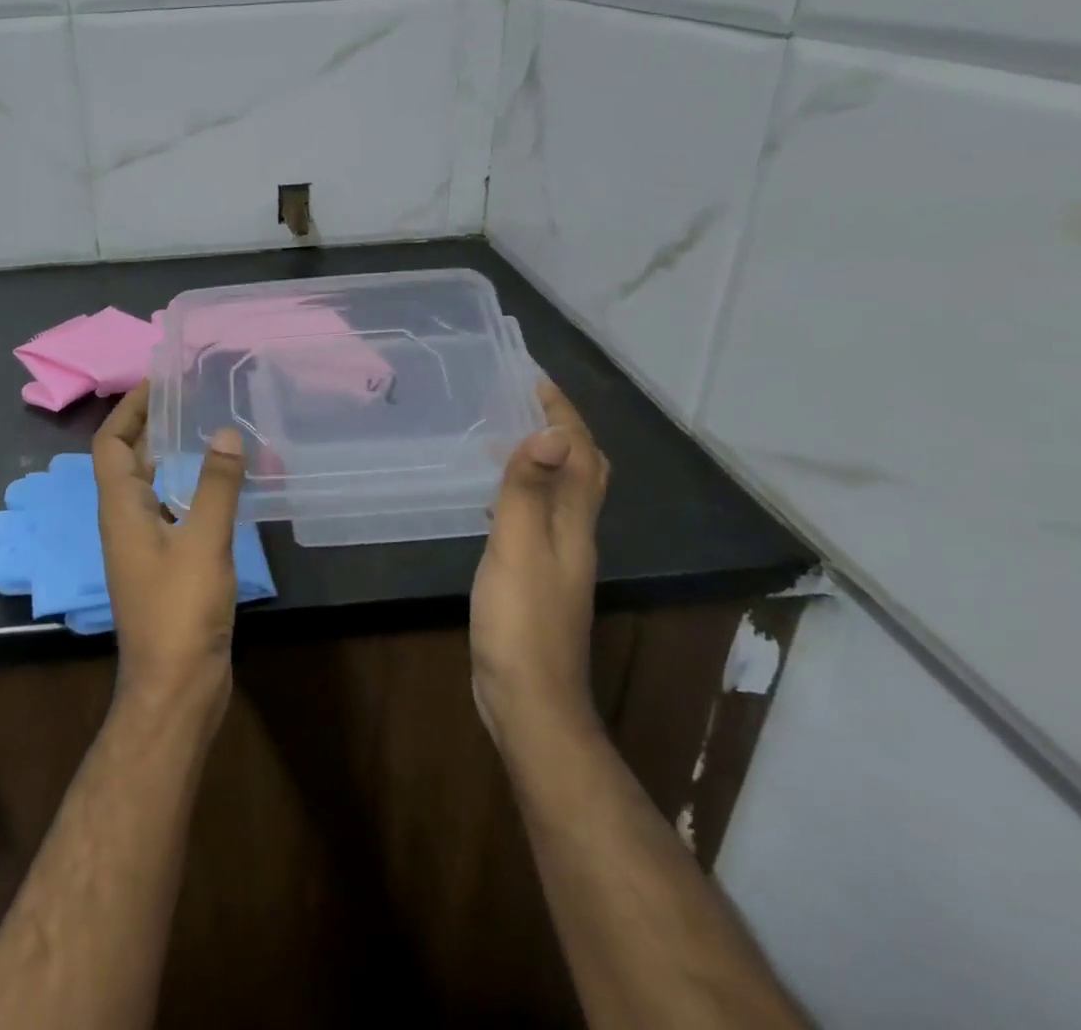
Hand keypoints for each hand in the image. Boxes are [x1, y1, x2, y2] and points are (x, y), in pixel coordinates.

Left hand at [92, 384, 246, 733]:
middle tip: (187, 397)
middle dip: (150, 425)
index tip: (157, 381)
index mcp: (121, 509)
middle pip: (128, 460)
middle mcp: (124, 521)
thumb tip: (224, 432)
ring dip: (169, 456)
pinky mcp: (163, 566)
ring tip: (205, 429)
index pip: (111, 444)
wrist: (175, 687)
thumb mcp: (204, 542)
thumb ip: (215, 486)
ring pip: (150, 486)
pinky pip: (169, 510)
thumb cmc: (181, 611)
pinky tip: (218, 486)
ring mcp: (142, 546)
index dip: (128, 409)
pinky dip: (187, 488)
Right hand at [470, 378, 611, 753]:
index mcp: (575, 524)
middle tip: (528, 402)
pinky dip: (526, 492)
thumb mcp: (518, 547)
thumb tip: (553, 431)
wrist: (528, 699)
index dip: (564, 415)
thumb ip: (530, 491)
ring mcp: (557, 559)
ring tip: (511, 435)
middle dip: (564, 431)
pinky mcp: (535, 577)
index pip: (580, 455)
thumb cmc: (520, 620)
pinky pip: (538, 517)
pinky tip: (497, 498)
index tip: (536, 380)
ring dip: (546, 458)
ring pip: (562, 495)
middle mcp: (574, 535)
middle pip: (583, 473)